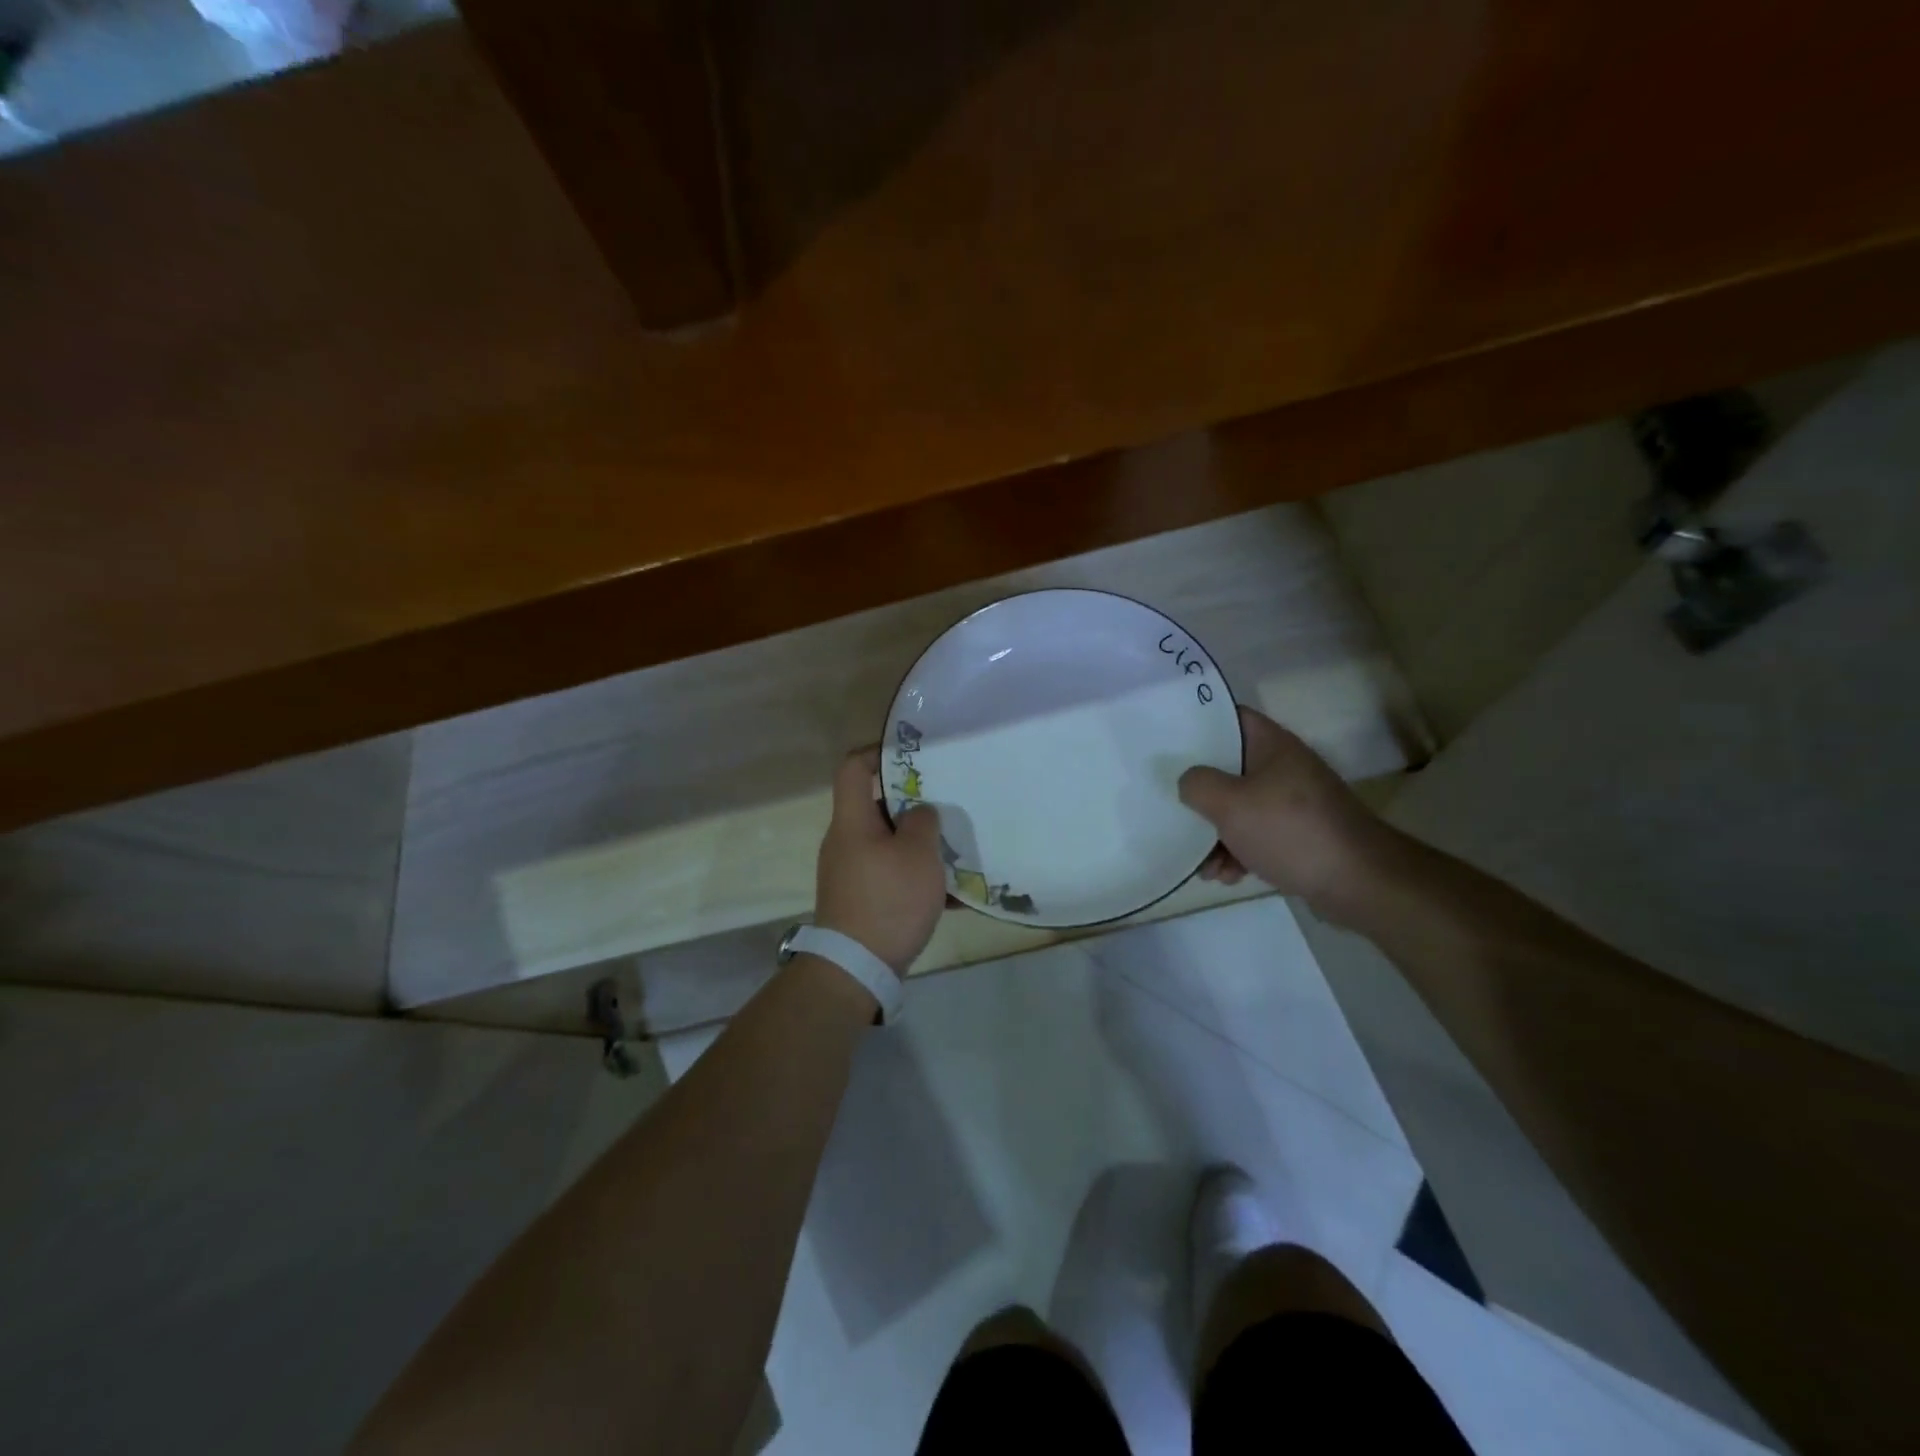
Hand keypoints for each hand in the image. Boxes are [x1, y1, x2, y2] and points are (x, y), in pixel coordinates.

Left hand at [814, 748, 947, 972]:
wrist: (855, 968)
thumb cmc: (888, 900)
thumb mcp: (917, 855)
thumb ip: (923, 822)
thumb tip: (919, 812)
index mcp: (852, 821)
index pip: (853, 768)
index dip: (879, 752)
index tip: (913, 755)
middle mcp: (846, 841)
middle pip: (877, 806)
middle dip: (914, 804)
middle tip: (947, 805)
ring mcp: (851, 872)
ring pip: (889, 843)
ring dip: (920, 845)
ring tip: (956, 851)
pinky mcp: (860, 899)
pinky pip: (891, 876)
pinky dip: (917, 878)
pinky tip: (952, 896)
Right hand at [1179, 706, 1402, 922]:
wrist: (1359, 883)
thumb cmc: (1290, 831)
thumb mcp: (1230, 803)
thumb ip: (1198, 784)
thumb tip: (1188, 781)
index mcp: (1271, 746)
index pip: (1228, 718)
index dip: (1196, 724)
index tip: (1165, 738)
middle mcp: (1283, 768)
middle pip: (1227, 768)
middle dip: (1199, 793)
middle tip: (1171, 805)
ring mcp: (1292, 803)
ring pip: (1238, 808)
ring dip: (1215, 834)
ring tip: (1202, 864)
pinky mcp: (1298, 835)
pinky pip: (1255, 836)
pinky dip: (1237, 853)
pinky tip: (1226, 876)